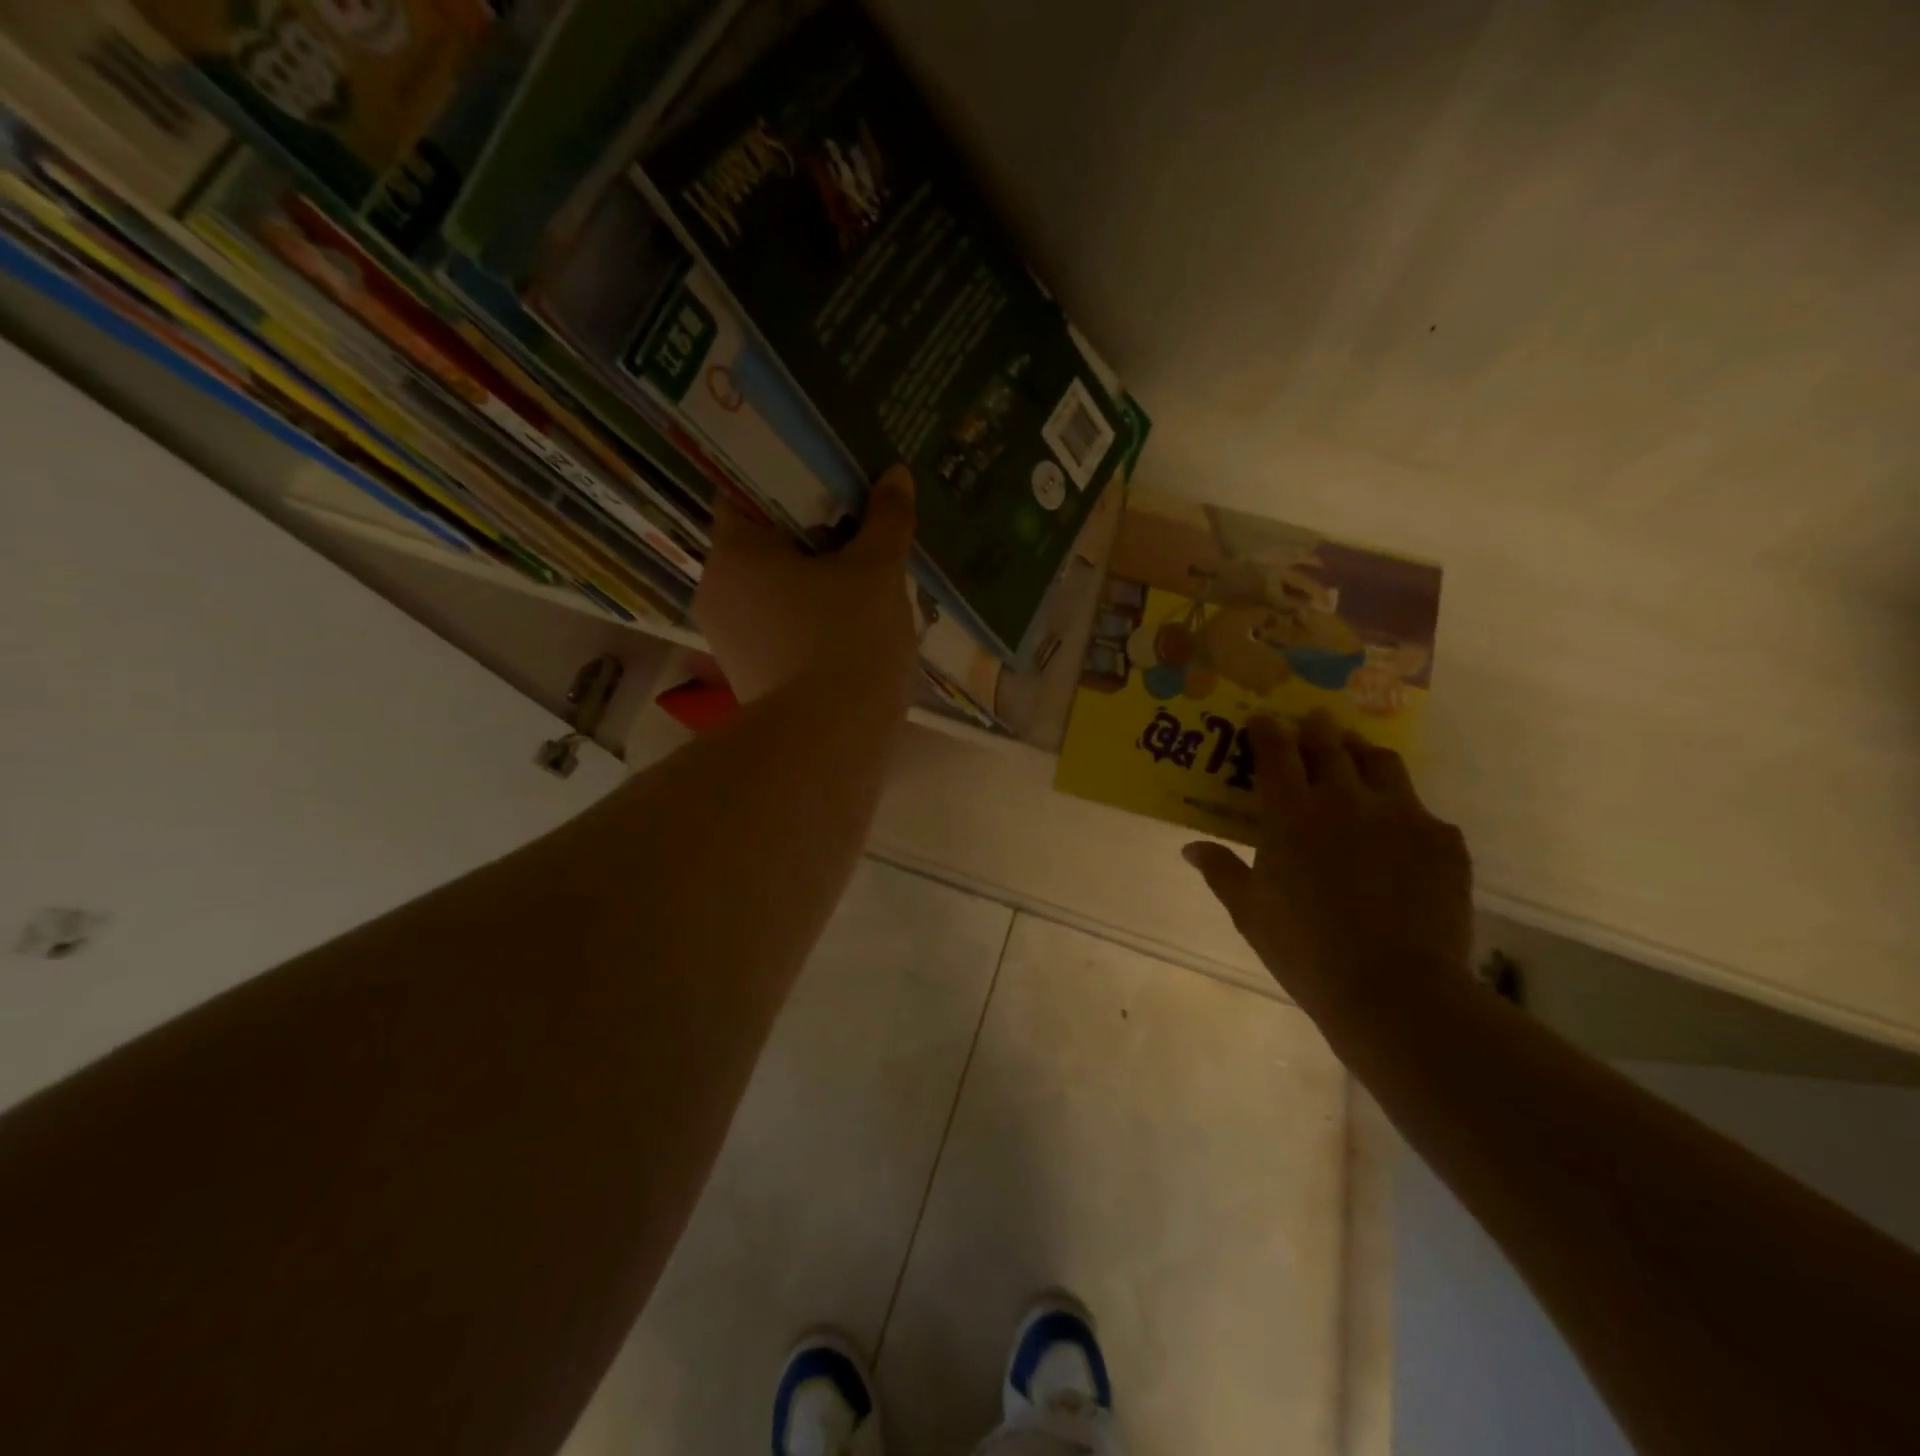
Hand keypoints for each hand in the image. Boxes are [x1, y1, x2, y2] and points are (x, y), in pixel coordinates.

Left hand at [694, 465, 918, 703]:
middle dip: (809, 538)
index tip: (829, 486)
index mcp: (734, 551)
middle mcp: (716, 590)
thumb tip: (896, 476)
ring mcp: (728, 638)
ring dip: (810, 583)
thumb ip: (887, 520)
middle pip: (763, 545)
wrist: (830, 741)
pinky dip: (806, 622)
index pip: (746, 493)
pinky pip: (777, 629)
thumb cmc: (849, 640)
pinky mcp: (748, 676)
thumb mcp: (878, 572)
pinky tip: (848, 629)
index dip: (789, 483)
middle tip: (857, 531)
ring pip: (771, 591)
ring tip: (862, 582)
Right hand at [1182, 712, 1474, 1028]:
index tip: (1261, 721)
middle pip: (1330, 745)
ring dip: (1362, 753)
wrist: (1396, 990)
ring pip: (1381, 762)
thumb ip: (1221, 871)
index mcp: (1291, 814)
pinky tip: (1399, 834)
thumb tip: (1191, 848)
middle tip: (1312, 721)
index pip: (1276, 753)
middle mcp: (1346, 799)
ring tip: (1356, 757)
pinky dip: (1403, 811)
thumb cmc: (1306, 950)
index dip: (1267, 731)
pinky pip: (1422, 811)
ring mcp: (1402, 815)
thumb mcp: (1250, 912)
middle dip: (1316, 729)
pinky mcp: (1443, 840)